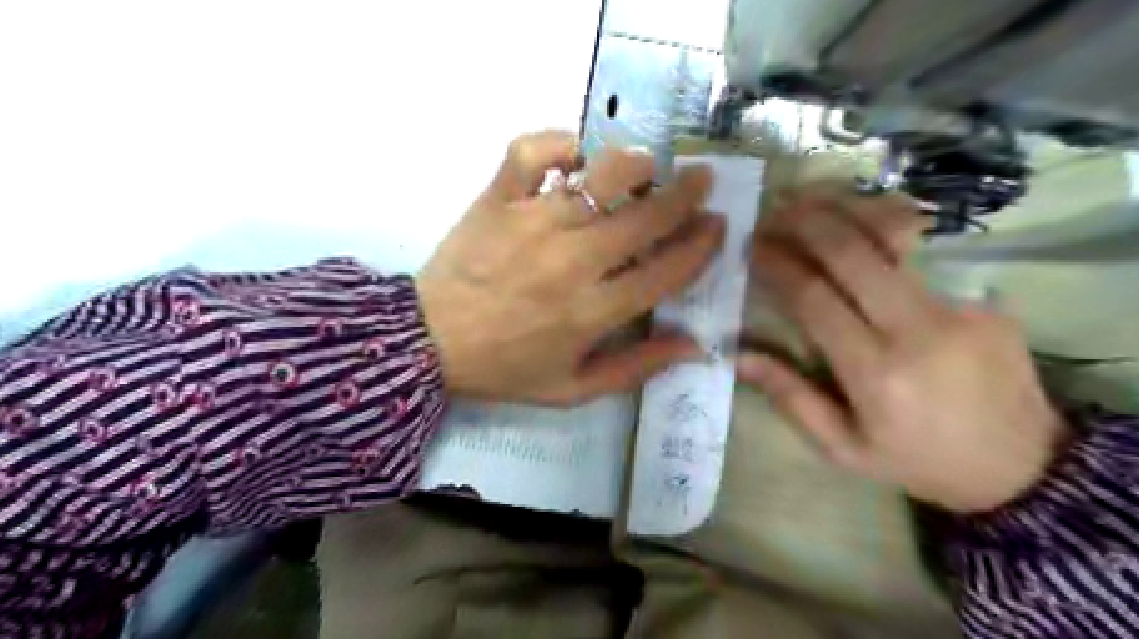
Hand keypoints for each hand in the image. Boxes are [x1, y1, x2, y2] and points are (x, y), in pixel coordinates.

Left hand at [414, 132, 724, 406]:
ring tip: (645, 166)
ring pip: (600, 175)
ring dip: (634, 165)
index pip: (666, 270)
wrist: (428, 343)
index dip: (700, 245)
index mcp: (593, 312)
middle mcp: (572, 262)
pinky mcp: (498, 200)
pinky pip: (532, 151)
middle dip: (686, 193)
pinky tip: (574, 155)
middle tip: (701, 180)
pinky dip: (558, 142)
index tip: (717, 226)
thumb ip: (636, 368)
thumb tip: (695, 346)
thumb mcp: (573, 389)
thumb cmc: (505, 369)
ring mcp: (533, 223)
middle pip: (645, 216)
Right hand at [739, 184, 1068, 512]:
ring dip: (844, 211)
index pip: (814, 298)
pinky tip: (857, 219)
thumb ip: (791, 397)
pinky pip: (922, 253)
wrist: (1024, 468)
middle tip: (772, 210)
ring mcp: (958, 307)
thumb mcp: (844, 449)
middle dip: (805, 223)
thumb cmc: (919, 462)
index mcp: (876, 372)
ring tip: (808, 199)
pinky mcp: (984, 299)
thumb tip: (739, 355)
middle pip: (852, 253)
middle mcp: (917, 329)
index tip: (751, 247)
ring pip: (893, 238)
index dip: (777, 265)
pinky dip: (882, 228)